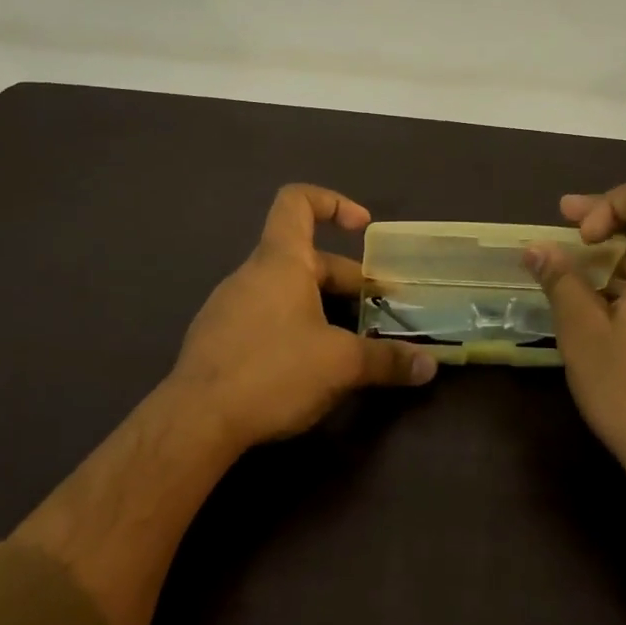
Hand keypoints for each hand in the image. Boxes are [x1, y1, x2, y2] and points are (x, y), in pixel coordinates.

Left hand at [169, 184, 436, 451]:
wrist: (196, 422)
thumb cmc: (273, 371)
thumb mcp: (341, 365)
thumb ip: (387, 361)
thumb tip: (429, 365)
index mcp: (280, 261)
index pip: (297, 202)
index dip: (333, 203)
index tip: (363, 228)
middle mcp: (251, 274)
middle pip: (304, 258)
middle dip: (345, 280)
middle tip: (377, 310)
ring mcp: (229, 307)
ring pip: (285, 292)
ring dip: (321, 308)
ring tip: (350, 342)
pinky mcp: (219, 340)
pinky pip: (265, 318)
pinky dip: (294, 328)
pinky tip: (309, 367)